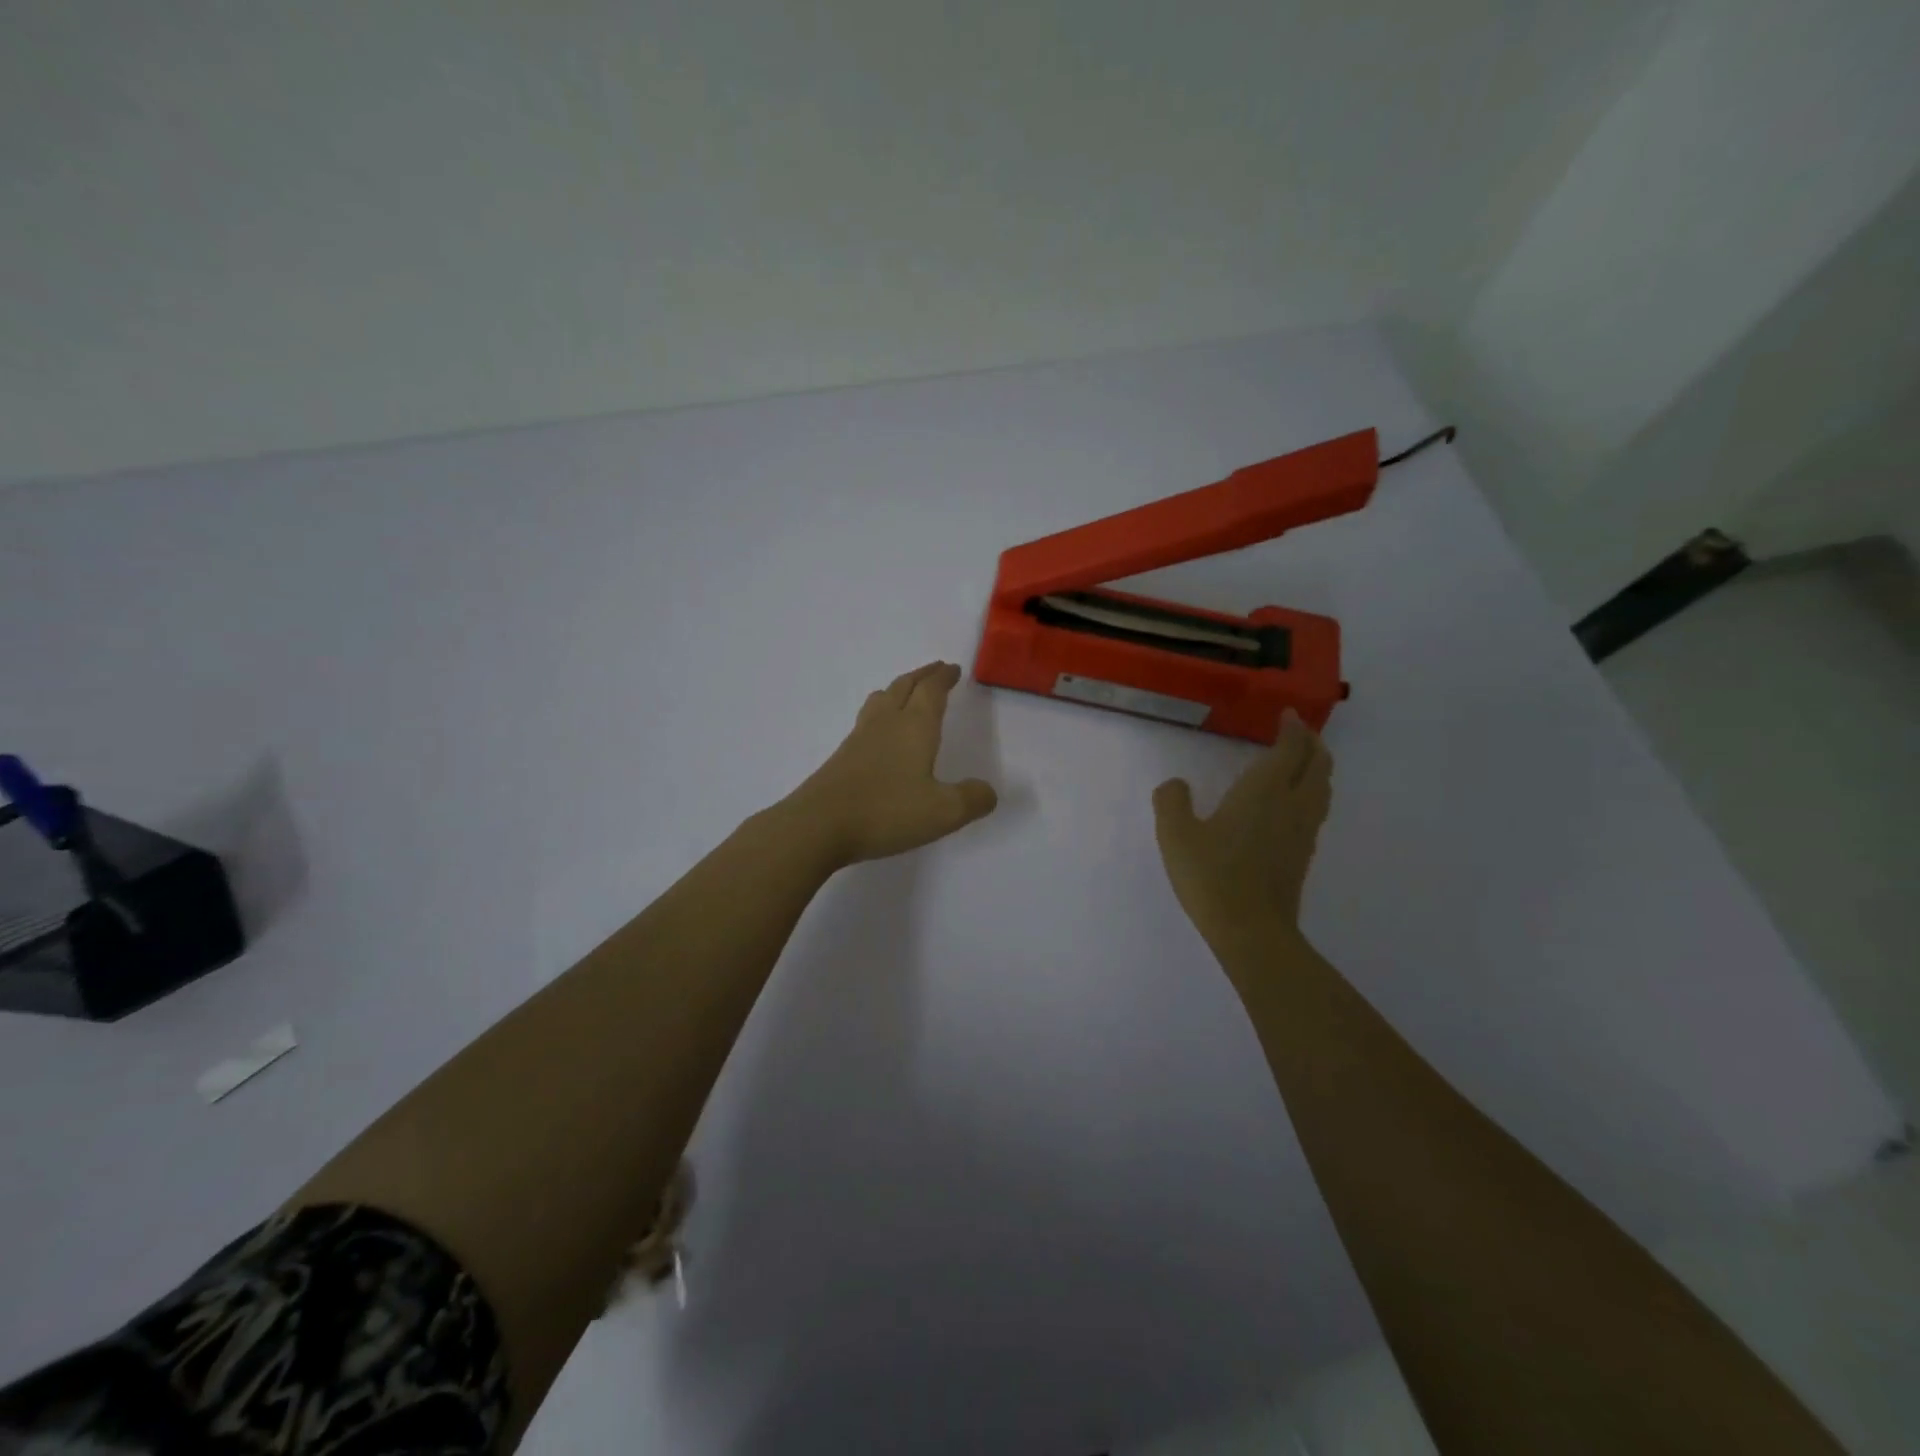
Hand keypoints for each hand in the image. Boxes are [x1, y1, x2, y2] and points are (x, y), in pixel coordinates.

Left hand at [783, 662, 998, 868]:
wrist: (818, 825)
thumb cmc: (886, 811)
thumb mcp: (943, 812)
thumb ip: (972, 799)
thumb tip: (988, 791)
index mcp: (914, 727)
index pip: (931, 690)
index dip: (944, 677)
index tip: (953, 669)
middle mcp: (886, 724)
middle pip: (904, 687)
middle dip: (923, 676)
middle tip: (936, 671)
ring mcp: (859, 739)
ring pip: (881, 700)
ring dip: (898, 690)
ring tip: (907, 693)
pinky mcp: (842, 757)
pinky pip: (866, 721)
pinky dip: (881, 713)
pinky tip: (880, 734)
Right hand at [1152, 711, 1332, 950]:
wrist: (1251, 931)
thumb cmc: (1212, 876)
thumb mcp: (1176, 835)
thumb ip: (1171, 802)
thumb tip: (1176, 785)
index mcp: (1264, 791)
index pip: (1290, 749)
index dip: (1293, 728)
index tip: (1288, 714)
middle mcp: (1292, 805)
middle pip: (1318, 764)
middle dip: (1312, 743)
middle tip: (1300, 732)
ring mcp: (1303, 832)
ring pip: (1323, 788)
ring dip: (1318, 767)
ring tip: (1304, 762)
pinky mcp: (1303, 855)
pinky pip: (1316, 809)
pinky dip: (1312, 792)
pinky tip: (1293, 805)